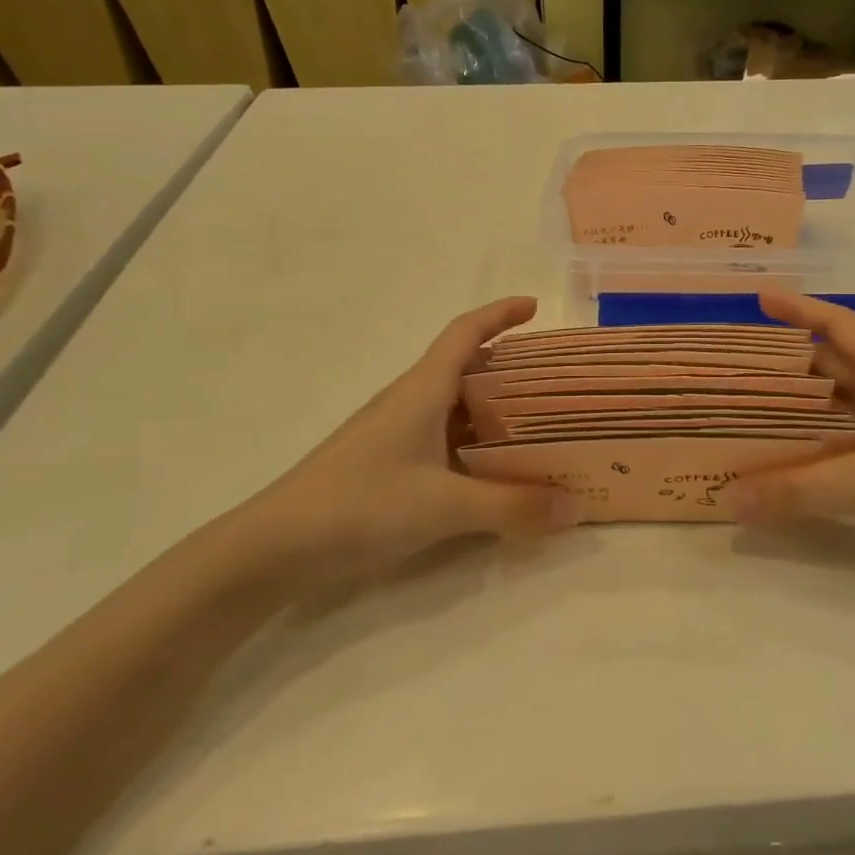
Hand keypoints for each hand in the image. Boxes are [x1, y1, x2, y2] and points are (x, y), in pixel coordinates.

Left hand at [219, 297, 579, 604]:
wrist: (277, 547)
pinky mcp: (392, 467)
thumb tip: (577, 506)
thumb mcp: (443, 506)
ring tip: (543, 426)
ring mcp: (399, 436)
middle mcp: (412, 404)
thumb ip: (512, 506)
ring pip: (458, 410)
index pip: (464, 334)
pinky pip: (447, 444)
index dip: (500, 314)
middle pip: (468, 371)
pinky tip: (500, 473)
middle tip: (558, 383)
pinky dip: (479, 448)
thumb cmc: (359, 505)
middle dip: (512, 369)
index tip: (536, 307)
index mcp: (422, 390)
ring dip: (497, 413)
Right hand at [730, 293, 854, 574]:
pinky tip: (781, 466)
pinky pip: (840, 449)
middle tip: (736, 367)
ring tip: (746, 413)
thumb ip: (796, 491)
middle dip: (786, 364)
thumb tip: (727, 497)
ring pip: (834, 411)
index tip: (760, 300)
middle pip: (831, 368)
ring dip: (796, 410)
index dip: (802, 308)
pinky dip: (810, 451)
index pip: (841, 327)